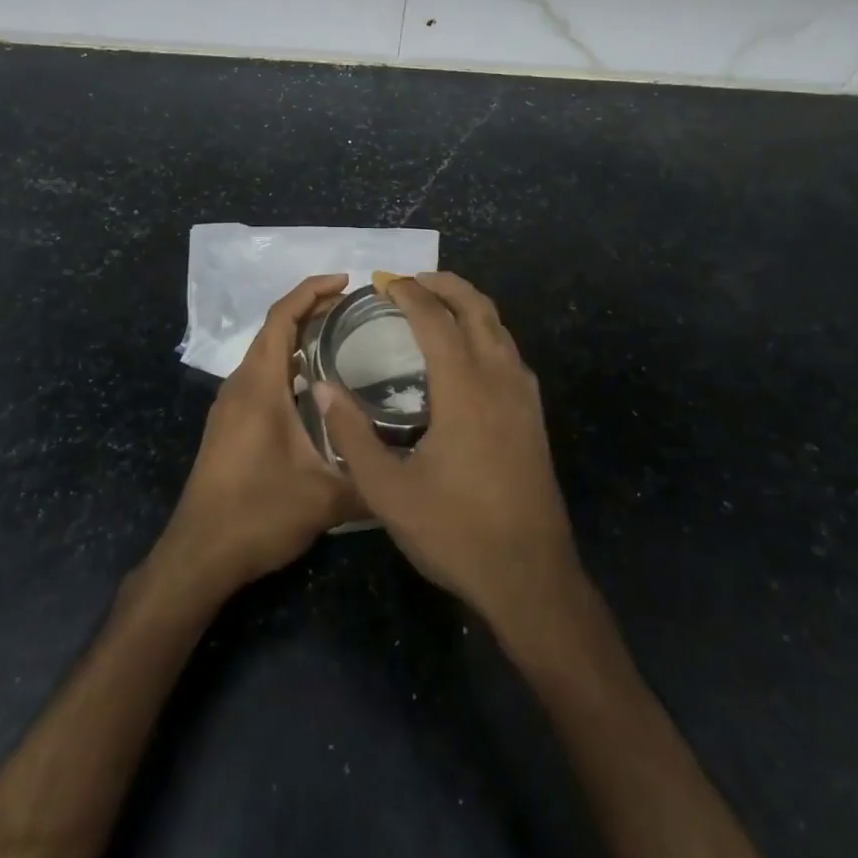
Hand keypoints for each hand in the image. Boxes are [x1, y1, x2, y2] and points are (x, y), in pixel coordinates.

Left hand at [151, 274, 361, 601]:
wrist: (198, 556)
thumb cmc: (257, 514)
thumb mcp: (325, 499)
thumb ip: (371, 480)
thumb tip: (410, 469)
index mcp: (260, 385)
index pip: (282, 318)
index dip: (311, 291)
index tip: (345, 281)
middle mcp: (241, 385)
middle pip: (273, 329)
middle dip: (310, 309)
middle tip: (353, 307)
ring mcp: (231, 406)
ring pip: (266, 353)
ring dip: (298, 337)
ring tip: (340, 337)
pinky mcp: (230, 425)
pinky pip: (261, 376)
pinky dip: (288, 364)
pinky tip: (315, 387)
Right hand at [321, 272, 582, 639]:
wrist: (531, 577)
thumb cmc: (456, 532)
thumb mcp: (388, 491)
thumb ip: (352, 436)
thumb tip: (322, 387)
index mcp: (465, 389)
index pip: (436, 319)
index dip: (409, 293)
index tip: (384, 282)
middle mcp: (500, 379)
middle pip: (478, 309)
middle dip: (446, 285)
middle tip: (412, 280)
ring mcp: (524, 397)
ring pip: (500, 328)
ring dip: (470, 306)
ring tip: (438, 306)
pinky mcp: (535, 417)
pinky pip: (510, 353)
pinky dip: (487, 332)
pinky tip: (469, 354)